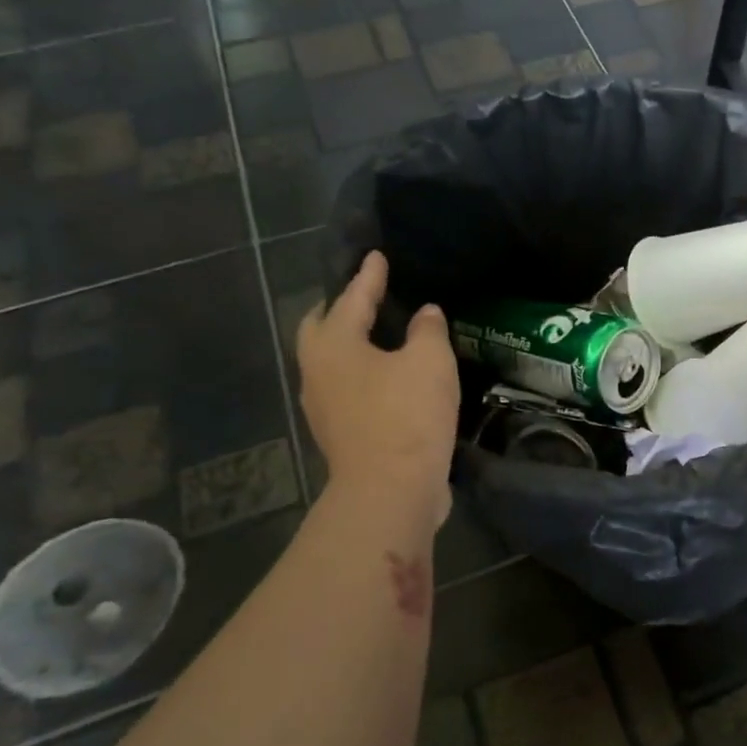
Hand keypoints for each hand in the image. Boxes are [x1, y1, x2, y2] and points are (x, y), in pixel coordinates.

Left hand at [297, 252, 458, 531]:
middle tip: (363, 297)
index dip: (368, 276)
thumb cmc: (407, 415)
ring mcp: (323, 406)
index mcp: (333, 344)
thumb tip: (425, 313)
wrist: (391, 488)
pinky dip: (362, 374)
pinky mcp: (340, 434)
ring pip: (330, 362)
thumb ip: (428, 330)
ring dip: (349, 345)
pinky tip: (387, 378)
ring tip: (377, 336)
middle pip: (321, 329)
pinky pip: (346, 389)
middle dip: (339, 309)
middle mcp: (317, 371)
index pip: (351, 298)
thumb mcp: (429, 362)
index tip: (377, 256)